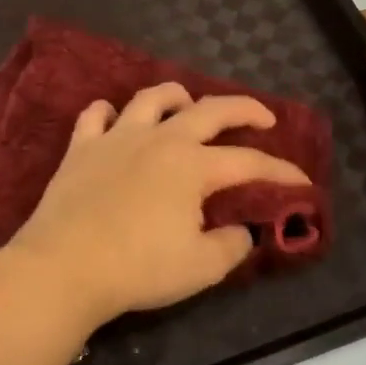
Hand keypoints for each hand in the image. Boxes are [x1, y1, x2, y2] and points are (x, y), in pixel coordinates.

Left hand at [6, 84, 311, 328]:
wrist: (64, 266)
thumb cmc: (138, 268)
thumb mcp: (201, 267)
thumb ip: (231, 246)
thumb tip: (242, 232)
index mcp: (193, 166)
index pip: (249, 163)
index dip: (281, 172)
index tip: (301, 181)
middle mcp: (159, 140)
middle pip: (209, 110)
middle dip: (243, 109)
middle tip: (262, 117)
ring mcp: (116, 139)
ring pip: (151, 99)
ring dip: (176, 96)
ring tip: (187, 104)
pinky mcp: (81, 149)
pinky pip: (95, 116)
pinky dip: (109, 113)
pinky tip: (114, 119)